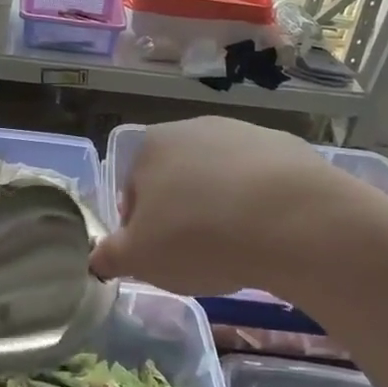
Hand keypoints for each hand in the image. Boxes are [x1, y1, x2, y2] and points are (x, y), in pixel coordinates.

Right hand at [92, 118, 347, 296]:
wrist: (291, 219)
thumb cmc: (197, 235)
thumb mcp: (139, 258)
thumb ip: (110, 256)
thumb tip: (96, 259)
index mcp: (151, 146)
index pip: (133, 192)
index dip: (142, 229)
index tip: (161, 256)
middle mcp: (194, 128)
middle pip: (178, 181)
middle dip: (184, 215)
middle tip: (198, 255)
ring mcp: (244, 133)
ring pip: (222, 180)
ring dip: (223, 209)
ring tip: (239, 248)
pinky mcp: (287, 147)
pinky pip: (263, 184)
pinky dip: (262, 206)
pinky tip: (272, 235)